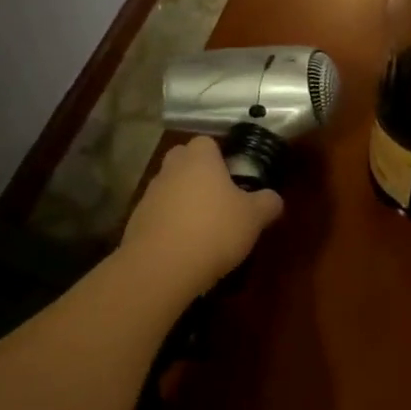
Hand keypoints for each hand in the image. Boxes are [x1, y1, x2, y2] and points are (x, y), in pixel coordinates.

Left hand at [119, 136, 284, 297]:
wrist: (161, 266)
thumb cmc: (214, 230)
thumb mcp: (253, 218)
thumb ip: (267, 203)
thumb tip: (273, 198)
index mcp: (199, 158)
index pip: (208, 142)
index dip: (221, 157)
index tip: (234, 177)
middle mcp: (171, 168)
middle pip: (184, 161)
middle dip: (199, 175)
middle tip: (220, 199)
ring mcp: (150, 194)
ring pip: (170, 188)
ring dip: (184, 201)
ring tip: (204, 228)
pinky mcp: (136, 221)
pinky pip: (159, 214)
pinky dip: (170, 224)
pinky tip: (185, 247)